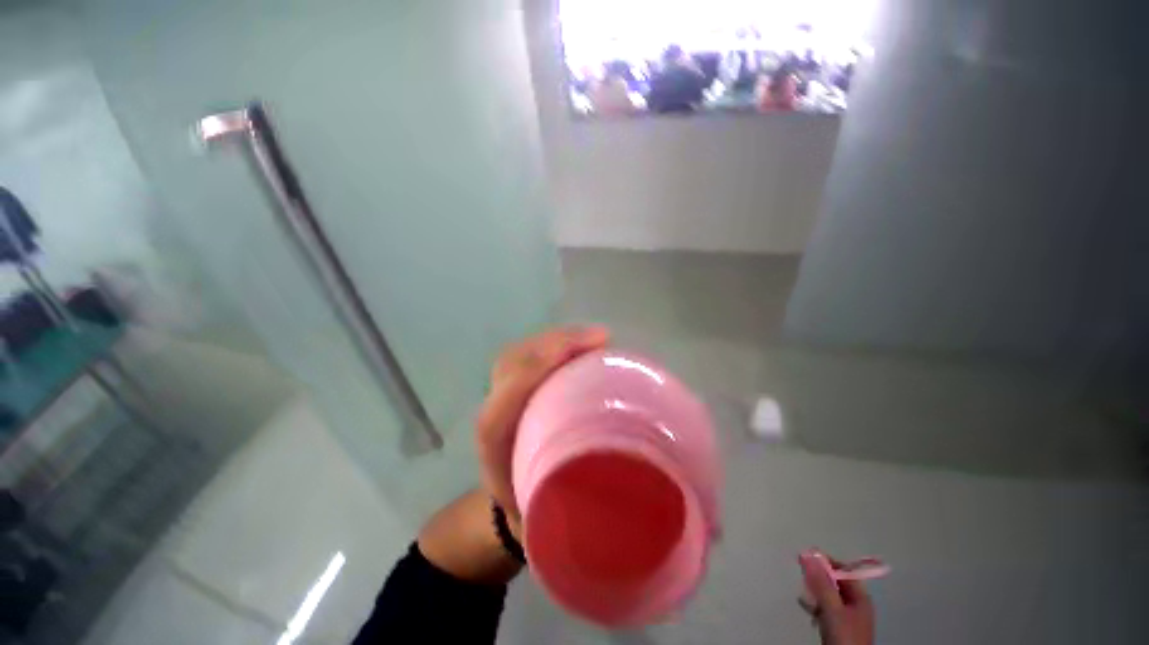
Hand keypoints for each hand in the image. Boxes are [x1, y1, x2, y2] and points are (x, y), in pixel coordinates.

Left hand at [475, 326, 610, 535]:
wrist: (504, 508)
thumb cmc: (532, 513)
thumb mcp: (554, 524)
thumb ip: (583, 514)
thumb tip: (637, 496)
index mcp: (496, 446)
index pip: (508, 399)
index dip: (539, 370)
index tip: (587, 354)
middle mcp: (494, 412)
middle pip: (515, 362)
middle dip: (557, 343)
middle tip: (600, 339)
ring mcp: (499, 396)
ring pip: (521, 352)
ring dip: (557, 338)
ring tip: (594, 337)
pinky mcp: (511, 388)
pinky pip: (528, 354)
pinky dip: (554, 343)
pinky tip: (580, 343)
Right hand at [798, 551, 874, 644]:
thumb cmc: (844, 634)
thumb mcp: (832, 608)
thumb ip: (821, 582)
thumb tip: (809, 553)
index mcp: (860, 597)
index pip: (843, 571)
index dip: (826, 562)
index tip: (806, 556)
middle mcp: (855, 604)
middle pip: (835, 583)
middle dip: (818, 578)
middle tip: (803, 575)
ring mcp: (847, 617)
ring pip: (828, 595)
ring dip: (815, 592)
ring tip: (804, 594)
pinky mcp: (837, 626)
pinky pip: (825, 608)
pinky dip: (815, 605)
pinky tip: (807, 607)